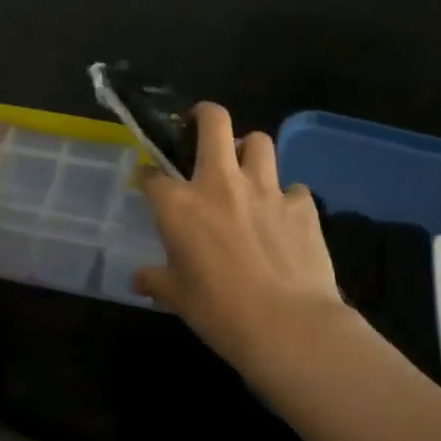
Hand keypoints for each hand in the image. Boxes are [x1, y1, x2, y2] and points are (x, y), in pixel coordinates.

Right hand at [135, 102, 345, 371]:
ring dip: (249, 150)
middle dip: (204, 115)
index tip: (148, 181)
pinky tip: (284, 218)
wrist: (288, 325)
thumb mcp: (177, 298)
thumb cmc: (219, 312)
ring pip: (259, 142)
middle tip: (201, 128)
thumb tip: (138, 280)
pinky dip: (286, 198)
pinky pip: (293, 188)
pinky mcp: (302, 205)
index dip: (148, 175)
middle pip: (214, 122)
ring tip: (246, 170)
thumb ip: (156, 280)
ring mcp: (266, 189)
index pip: (153, 175)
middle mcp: (220, 184)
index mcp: (180, 205)